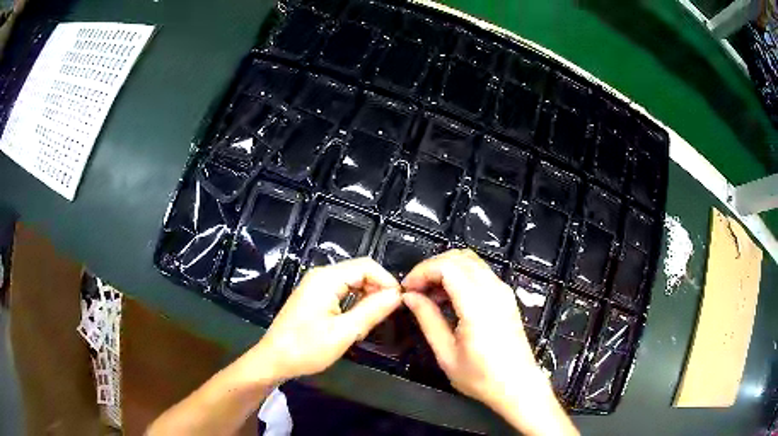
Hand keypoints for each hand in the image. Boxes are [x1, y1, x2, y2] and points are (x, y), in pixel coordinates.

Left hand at [253, 258, 401, 381]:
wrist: (274, 360)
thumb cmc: (307, 348)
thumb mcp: (344, 332)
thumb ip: (372, 311)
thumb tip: (397, 295)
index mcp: (327, 278)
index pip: (367, 266)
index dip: (387, 281)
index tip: (399, 304)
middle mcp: (321, 275)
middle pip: (360, 272)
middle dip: (377, 290)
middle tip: (387, 316)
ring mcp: (316, 286)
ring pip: (352, 282)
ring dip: (367, 298)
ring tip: (373, 321)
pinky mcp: (314, 297)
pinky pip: (342, 291)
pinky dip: (355, 303)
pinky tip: (357, 321)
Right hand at [402, 249, 577, 435]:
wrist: (518, 386)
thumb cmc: (481, 377)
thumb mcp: (446, 354)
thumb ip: (427, 320)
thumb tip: (409, 297)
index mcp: (478, 305)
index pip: (447, 267)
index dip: (422, 272)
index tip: (406, 289)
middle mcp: (494, 290)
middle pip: (459, 257)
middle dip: (432, 267)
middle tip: (415, 290)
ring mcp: (503, 291)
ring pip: (471, 261)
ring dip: (446, 270)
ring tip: (429, 294)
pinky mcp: (507, 296)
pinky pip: (481, 272)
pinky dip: (460, 275)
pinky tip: (449, 298)